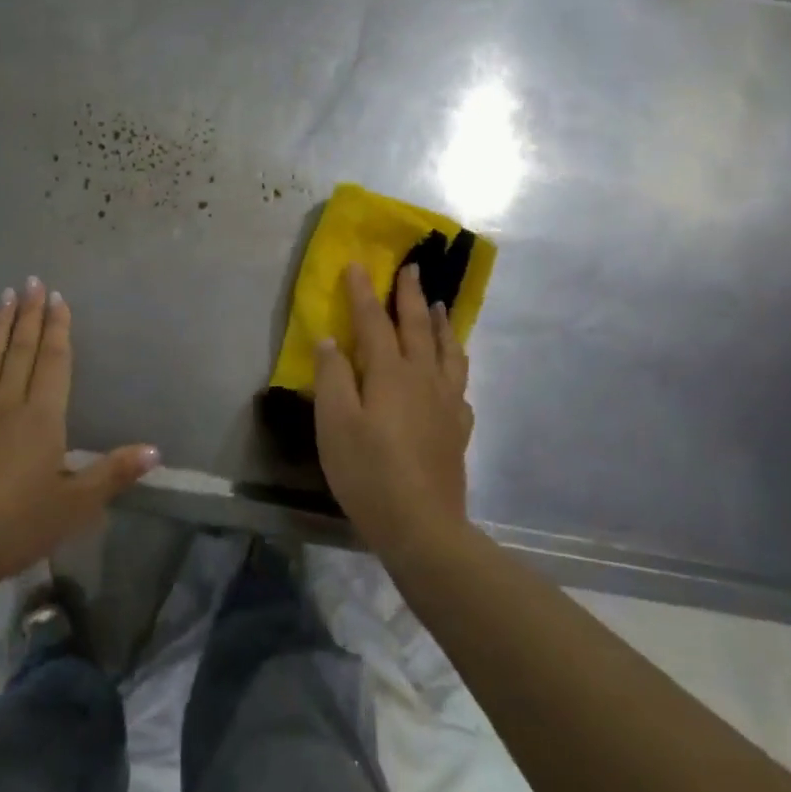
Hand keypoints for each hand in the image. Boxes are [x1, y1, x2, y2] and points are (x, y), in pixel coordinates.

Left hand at [0, 279, 158, 599]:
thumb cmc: (12, 526)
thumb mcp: (73, 508)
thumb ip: (112, 474)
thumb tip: (155, 450)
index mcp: (42, 418)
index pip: (53, 362)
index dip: (58, 328)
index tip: (58, 298)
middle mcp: (6, 404)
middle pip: (21, 350)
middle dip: (29, 314)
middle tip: (33, 281)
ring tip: (5, 296)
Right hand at [314, 262, 474, 556]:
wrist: (422, 526)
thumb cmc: (368, 472)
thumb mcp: (334, 424)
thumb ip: (332, 377)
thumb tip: (330, 340)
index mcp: (390, 373)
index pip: (374, 321)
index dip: (363, 292)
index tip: (358, 265)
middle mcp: (423, 378)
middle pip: (418, 327)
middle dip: (411, 295)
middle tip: (413, 268)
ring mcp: (446, 403)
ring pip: (447, 351)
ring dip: (442, 324)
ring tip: (440, 306)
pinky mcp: (457, 428)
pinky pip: (460, 384)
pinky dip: (455, 366)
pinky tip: (451, 373)